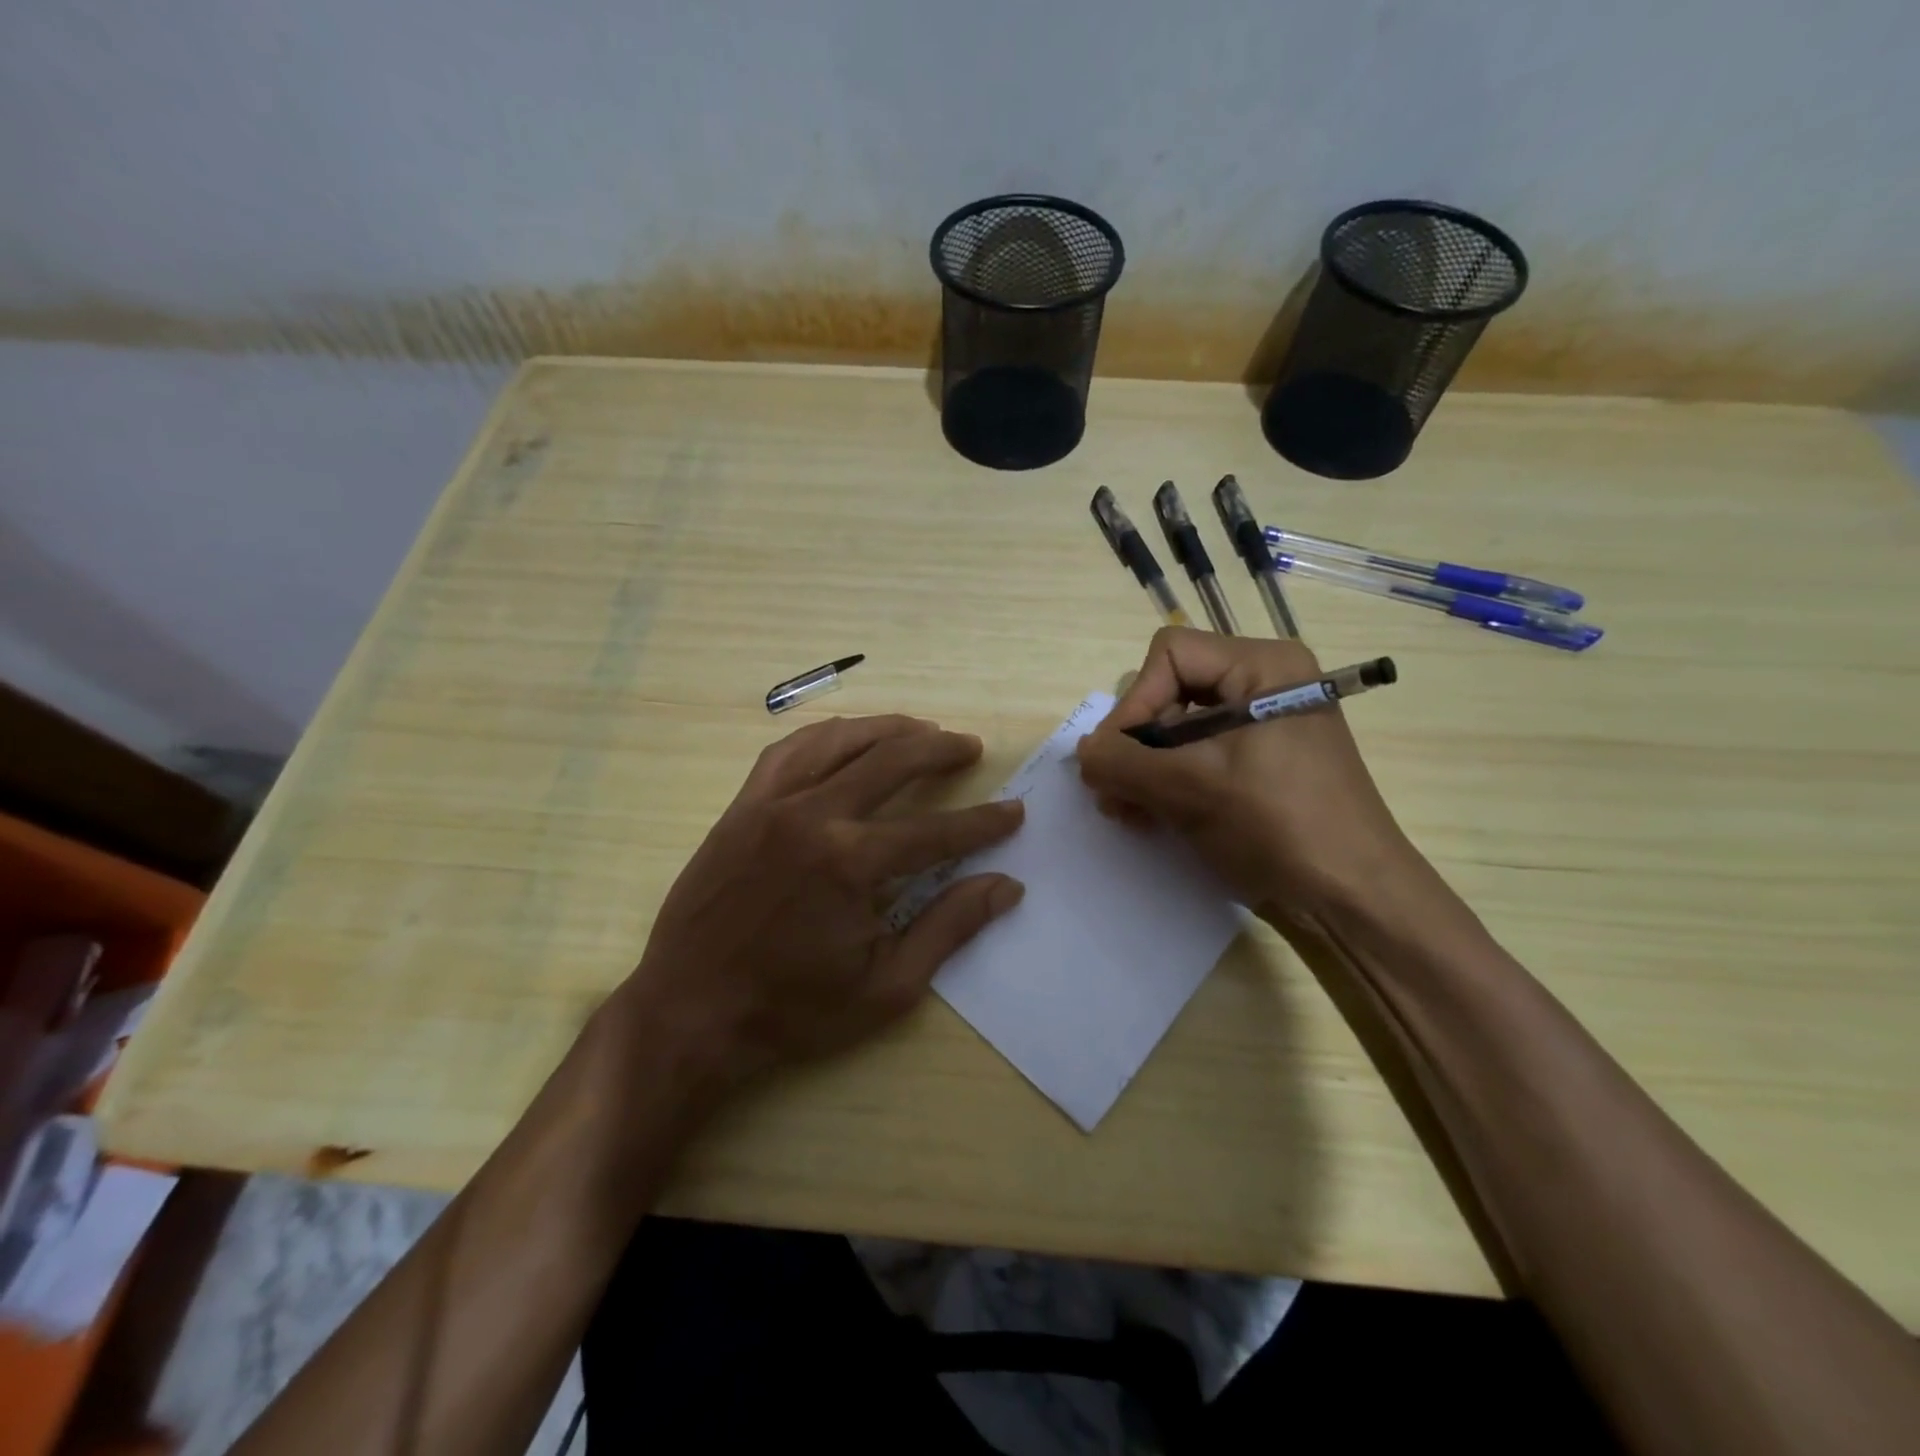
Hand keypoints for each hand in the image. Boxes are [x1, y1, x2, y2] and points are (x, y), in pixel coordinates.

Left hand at [611, 714, 1024, 1104]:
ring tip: (921, 729)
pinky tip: (847, 737)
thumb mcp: (887, 986)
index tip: (1014, 812)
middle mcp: (812, 816)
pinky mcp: (742, 806)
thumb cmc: (793, 1010)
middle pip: (891, 761)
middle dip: (941, 749)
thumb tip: (1005, 886)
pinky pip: (788, 750)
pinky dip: (827, 735)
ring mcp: (771, 804)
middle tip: (971, 747)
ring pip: (840, 741)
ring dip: (888, 729)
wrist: (690, 1011)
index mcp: (850, 863)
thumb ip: (949, 928)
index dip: (983, 822)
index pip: (935, 831)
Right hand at [1075, 628, 1418, 924]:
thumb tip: (1080, 751)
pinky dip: (1167, 781)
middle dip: (1135, 743)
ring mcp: (1263, 726)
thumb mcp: (1191, 788)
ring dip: (1143, 767)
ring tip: (1123, 810)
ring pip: (1179, 728)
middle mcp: (1264, 684)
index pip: (1171, 656)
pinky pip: (1197, 756)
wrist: (1351, 897)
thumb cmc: (1278, 826)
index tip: (1116, 758)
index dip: (1135, 702)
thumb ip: (1123, 762)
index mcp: (1263, 667)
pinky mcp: (1259, 763)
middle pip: (1171, 690)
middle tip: (1110, 790)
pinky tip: (1147, 815)